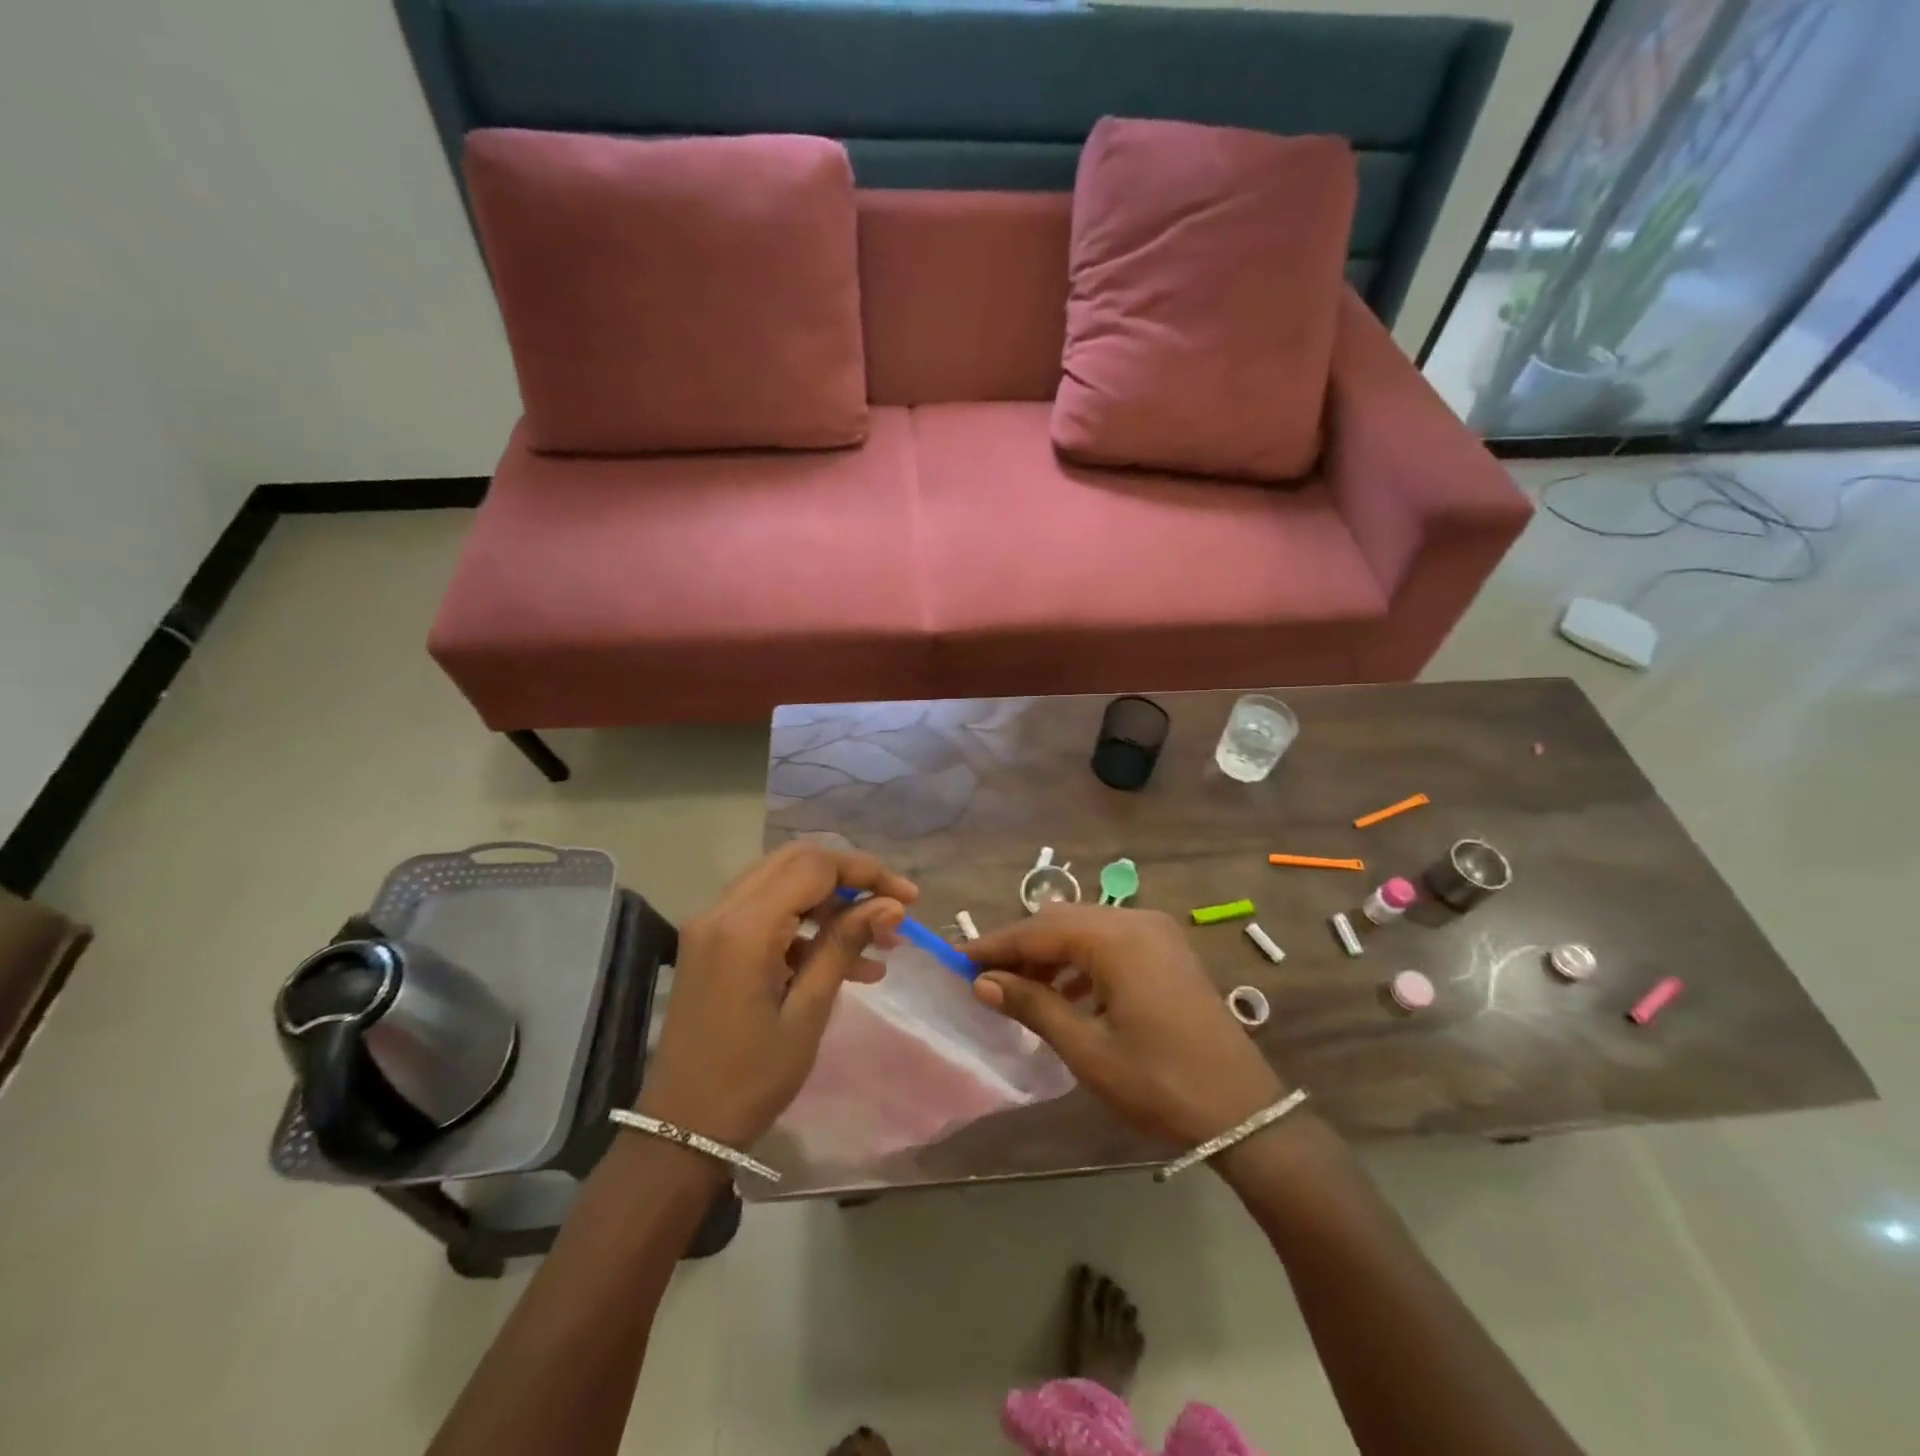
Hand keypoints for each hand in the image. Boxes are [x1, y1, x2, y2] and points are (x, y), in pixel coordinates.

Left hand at [637, 843, 915, 1148]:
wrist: (681, 1128)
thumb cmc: (751, 1078)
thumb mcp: (808, 1013)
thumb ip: (844, 945)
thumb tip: (891, 905)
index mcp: (745, 927)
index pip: (815, 866)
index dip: (866, 872)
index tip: (908, 898)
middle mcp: (722, 910)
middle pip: (797, 862)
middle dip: (850, 878)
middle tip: (891, 908)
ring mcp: (712, 925)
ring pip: (783, 884)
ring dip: (831, 903)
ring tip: (880, 943)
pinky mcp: (712, 943)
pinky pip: (767, 913)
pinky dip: (807, 926)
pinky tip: (848, 964)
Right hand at [967, 906, 1284, 1146]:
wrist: (1243, 1111)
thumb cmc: (1158, 1082)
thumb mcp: (1087, 1049)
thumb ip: (1033, 1006)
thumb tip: (982, 982)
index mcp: (1115, 937)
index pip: (1038, 929)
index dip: (995, 945)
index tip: (957, 959)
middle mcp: (1135, 920)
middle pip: (1061, 921)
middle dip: (1021, 947)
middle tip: (984, 977)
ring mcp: (1157, 933)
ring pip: (1086, 929)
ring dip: (1051, 953)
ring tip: (1020, 989)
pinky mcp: (1168, 951)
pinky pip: (1111, 942)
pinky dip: (1082, 961)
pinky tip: (1065, 994)